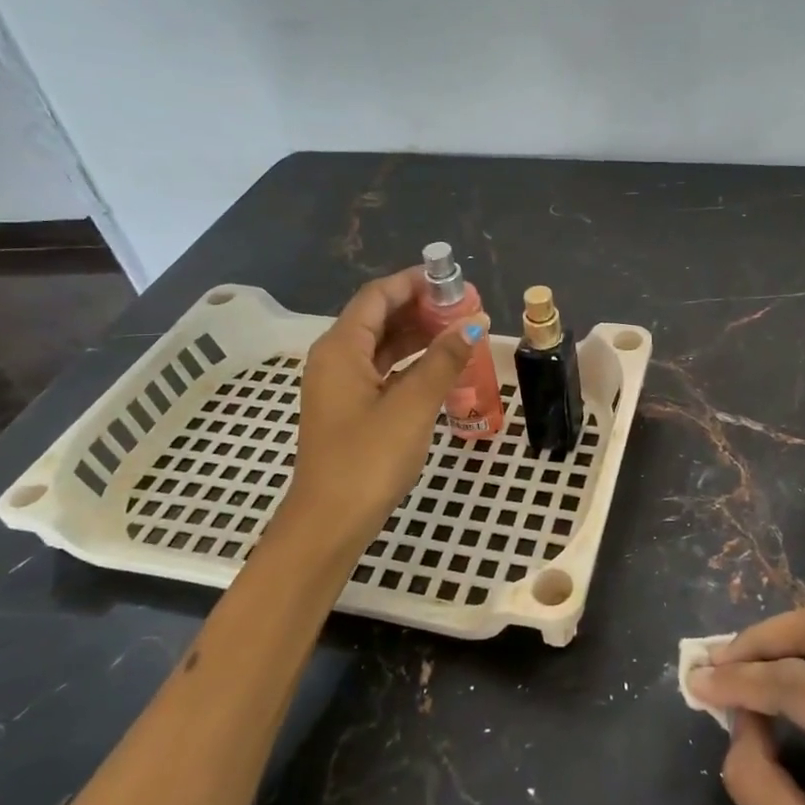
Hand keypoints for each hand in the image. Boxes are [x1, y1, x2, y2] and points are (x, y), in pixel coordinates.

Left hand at [284, 268, 480, 541]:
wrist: (329, 524)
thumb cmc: (367, 459)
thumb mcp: (412, 405)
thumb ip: (443, 360)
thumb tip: (475, 323)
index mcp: (340, 348)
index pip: (377, 296)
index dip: (414, 282)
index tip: (453, 279)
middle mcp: (335, 359)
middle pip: (378, 317)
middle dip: (421, 308)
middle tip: (465, 307)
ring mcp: (340, 386)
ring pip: (382, 345)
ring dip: (418, 335)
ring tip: (460, 332)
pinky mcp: (350, 409)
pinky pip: (382, 370)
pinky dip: (410, 363)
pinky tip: (441, 368)